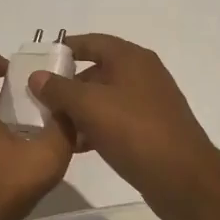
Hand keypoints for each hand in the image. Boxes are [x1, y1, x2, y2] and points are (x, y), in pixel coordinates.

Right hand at [27, 33, 219, 205]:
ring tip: (53, 127)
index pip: (92, 42)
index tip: (39, 61)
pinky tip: (77, 146)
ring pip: (104, 99)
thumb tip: (37, 76)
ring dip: (79, 110)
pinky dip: (95, 127)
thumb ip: (59, 89)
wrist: (183, 178)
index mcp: (131, 59)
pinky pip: (115, 120)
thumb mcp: (89, 106)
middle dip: (67, 86)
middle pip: (97, 71)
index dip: (65, 48)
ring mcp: (149, 103)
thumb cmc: (134, 131)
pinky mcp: (151, 129)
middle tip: (41, 101)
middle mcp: (143, 74)